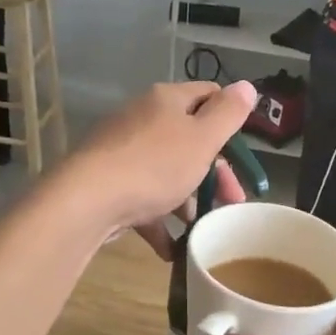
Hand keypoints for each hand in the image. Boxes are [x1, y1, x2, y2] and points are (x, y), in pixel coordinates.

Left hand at [63, 81, 256, 243]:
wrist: (88, 199)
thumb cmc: (155, 165)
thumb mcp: (203, 138)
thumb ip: (228, 113)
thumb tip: (247, 85)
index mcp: (167, 101)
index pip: (208, 95)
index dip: (230, 119)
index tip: (242, 153)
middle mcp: (144, 119)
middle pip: (190, 140)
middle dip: (215, 173)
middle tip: (233, 202)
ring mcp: (123, 152)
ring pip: (167, 173)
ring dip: (189, 201)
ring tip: (206, 229)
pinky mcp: (110, 183)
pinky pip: (143, 200)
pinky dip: (160, 222)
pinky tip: (174, 249)